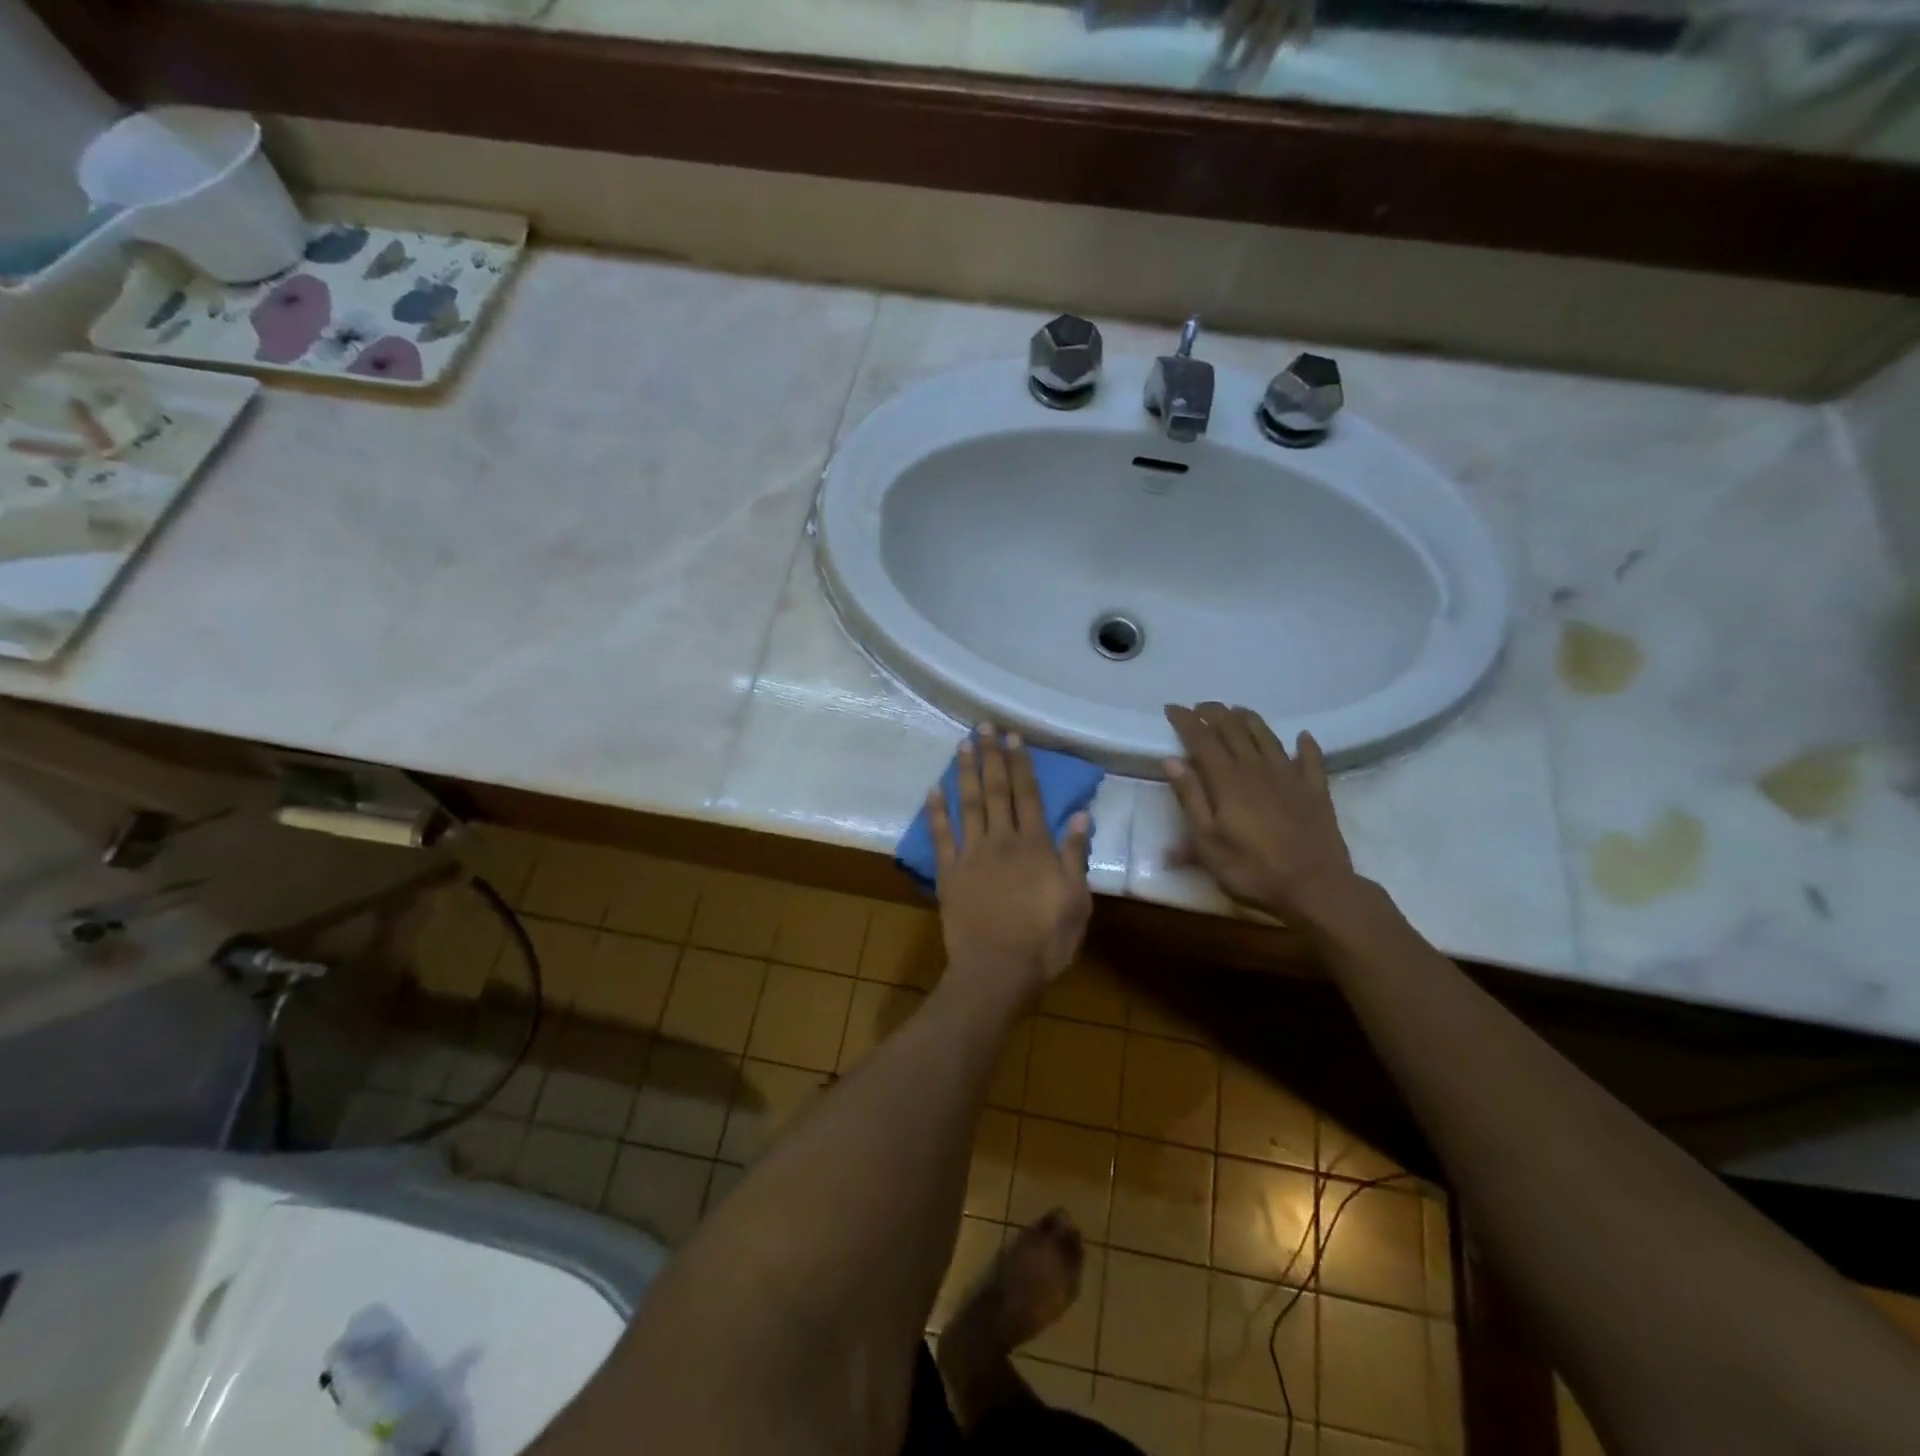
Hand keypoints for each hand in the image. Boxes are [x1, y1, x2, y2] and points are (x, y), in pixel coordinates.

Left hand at [929, 724, 1092, 1001]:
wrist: (997, 972)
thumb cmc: (1044, 941)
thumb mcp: (1076, 902)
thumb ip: (1074, 856)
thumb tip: (1080, 814)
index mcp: (1035, 846)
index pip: (1029, 795)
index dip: (1021, 764)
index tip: (1014, 737)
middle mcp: (1002, 841)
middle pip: (997, 791)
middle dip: (992, 757)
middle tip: (984, 727)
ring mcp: (971, 855)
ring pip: (968, 805)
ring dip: (966, 773)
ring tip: (963, 745)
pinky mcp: (949, 874)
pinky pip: (940, 837)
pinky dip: (935, 812)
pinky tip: (933, 790)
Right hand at [1163, 702, 1354, 919]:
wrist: (1316, 888)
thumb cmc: (1252, 870)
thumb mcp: (1207, 842)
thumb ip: (1191, 798)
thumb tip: (1172, 760)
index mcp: (1228, 781)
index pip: (1202, 740)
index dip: (1186, 721)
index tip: (1172, 708)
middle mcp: (1258, 769)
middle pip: (1234, 730)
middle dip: (1215, 714)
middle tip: (1200, 706)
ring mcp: (1290, 777)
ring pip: (1268, 737)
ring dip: (1250, 720)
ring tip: (1237, 710)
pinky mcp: (1316, 791)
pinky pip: (1311, 760)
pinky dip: (1306, 745)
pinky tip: (1302, 736)